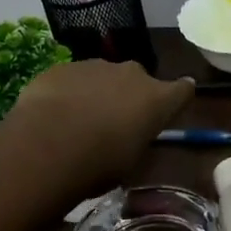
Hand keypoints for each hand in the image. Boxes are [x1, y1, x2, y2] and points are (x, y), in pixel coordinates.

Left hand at [1, 59, 194, 193]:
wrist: (47, 144)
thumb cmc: (99, 164)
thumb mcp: (130, 164)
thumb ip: (137, 142)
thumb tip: (132, 138)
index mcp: (157, 100)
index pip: (183, 90)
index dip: (179, 97)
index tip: (174, 103)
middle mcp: (131, 74)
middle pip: (139, 80)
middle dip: (130, 95)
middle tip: (115, 121)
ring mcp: (95, 66)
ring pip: (103, 77)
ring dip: (98, 93)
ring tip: (78, 121)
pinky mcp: (63, 67)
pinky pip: (73, 79)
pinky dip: (69, 92)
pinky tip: (53, 115)